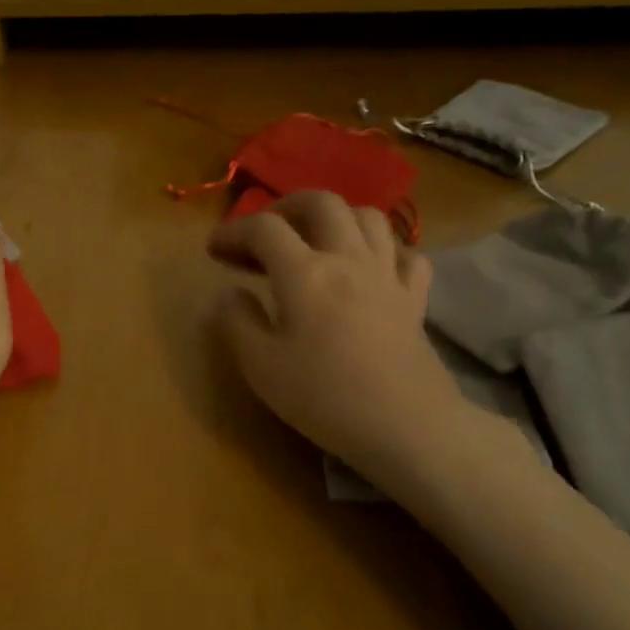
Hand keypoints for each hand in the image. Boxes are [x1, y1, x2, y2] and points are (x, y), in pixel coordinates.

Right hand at [209, 192, 467, 485]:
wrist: (405, 426)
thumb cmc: (324, 397)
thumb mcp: (260, 366)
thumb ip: (237, 322)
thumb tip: (229, 294)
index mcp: (305, 273)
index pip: (263, 229)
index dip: (232, 231)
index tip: (213, 251)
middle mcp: (348, 259)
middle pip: (321, 203)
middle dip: (285, 207)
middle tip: (264, 232)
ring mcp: (388, 275)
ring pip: (368, 217)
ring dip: (335, 218)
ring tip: (314, 241)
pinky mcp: (416, 298)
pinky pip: (406, 253)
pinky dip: (384, 250)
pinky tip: (369, 267)